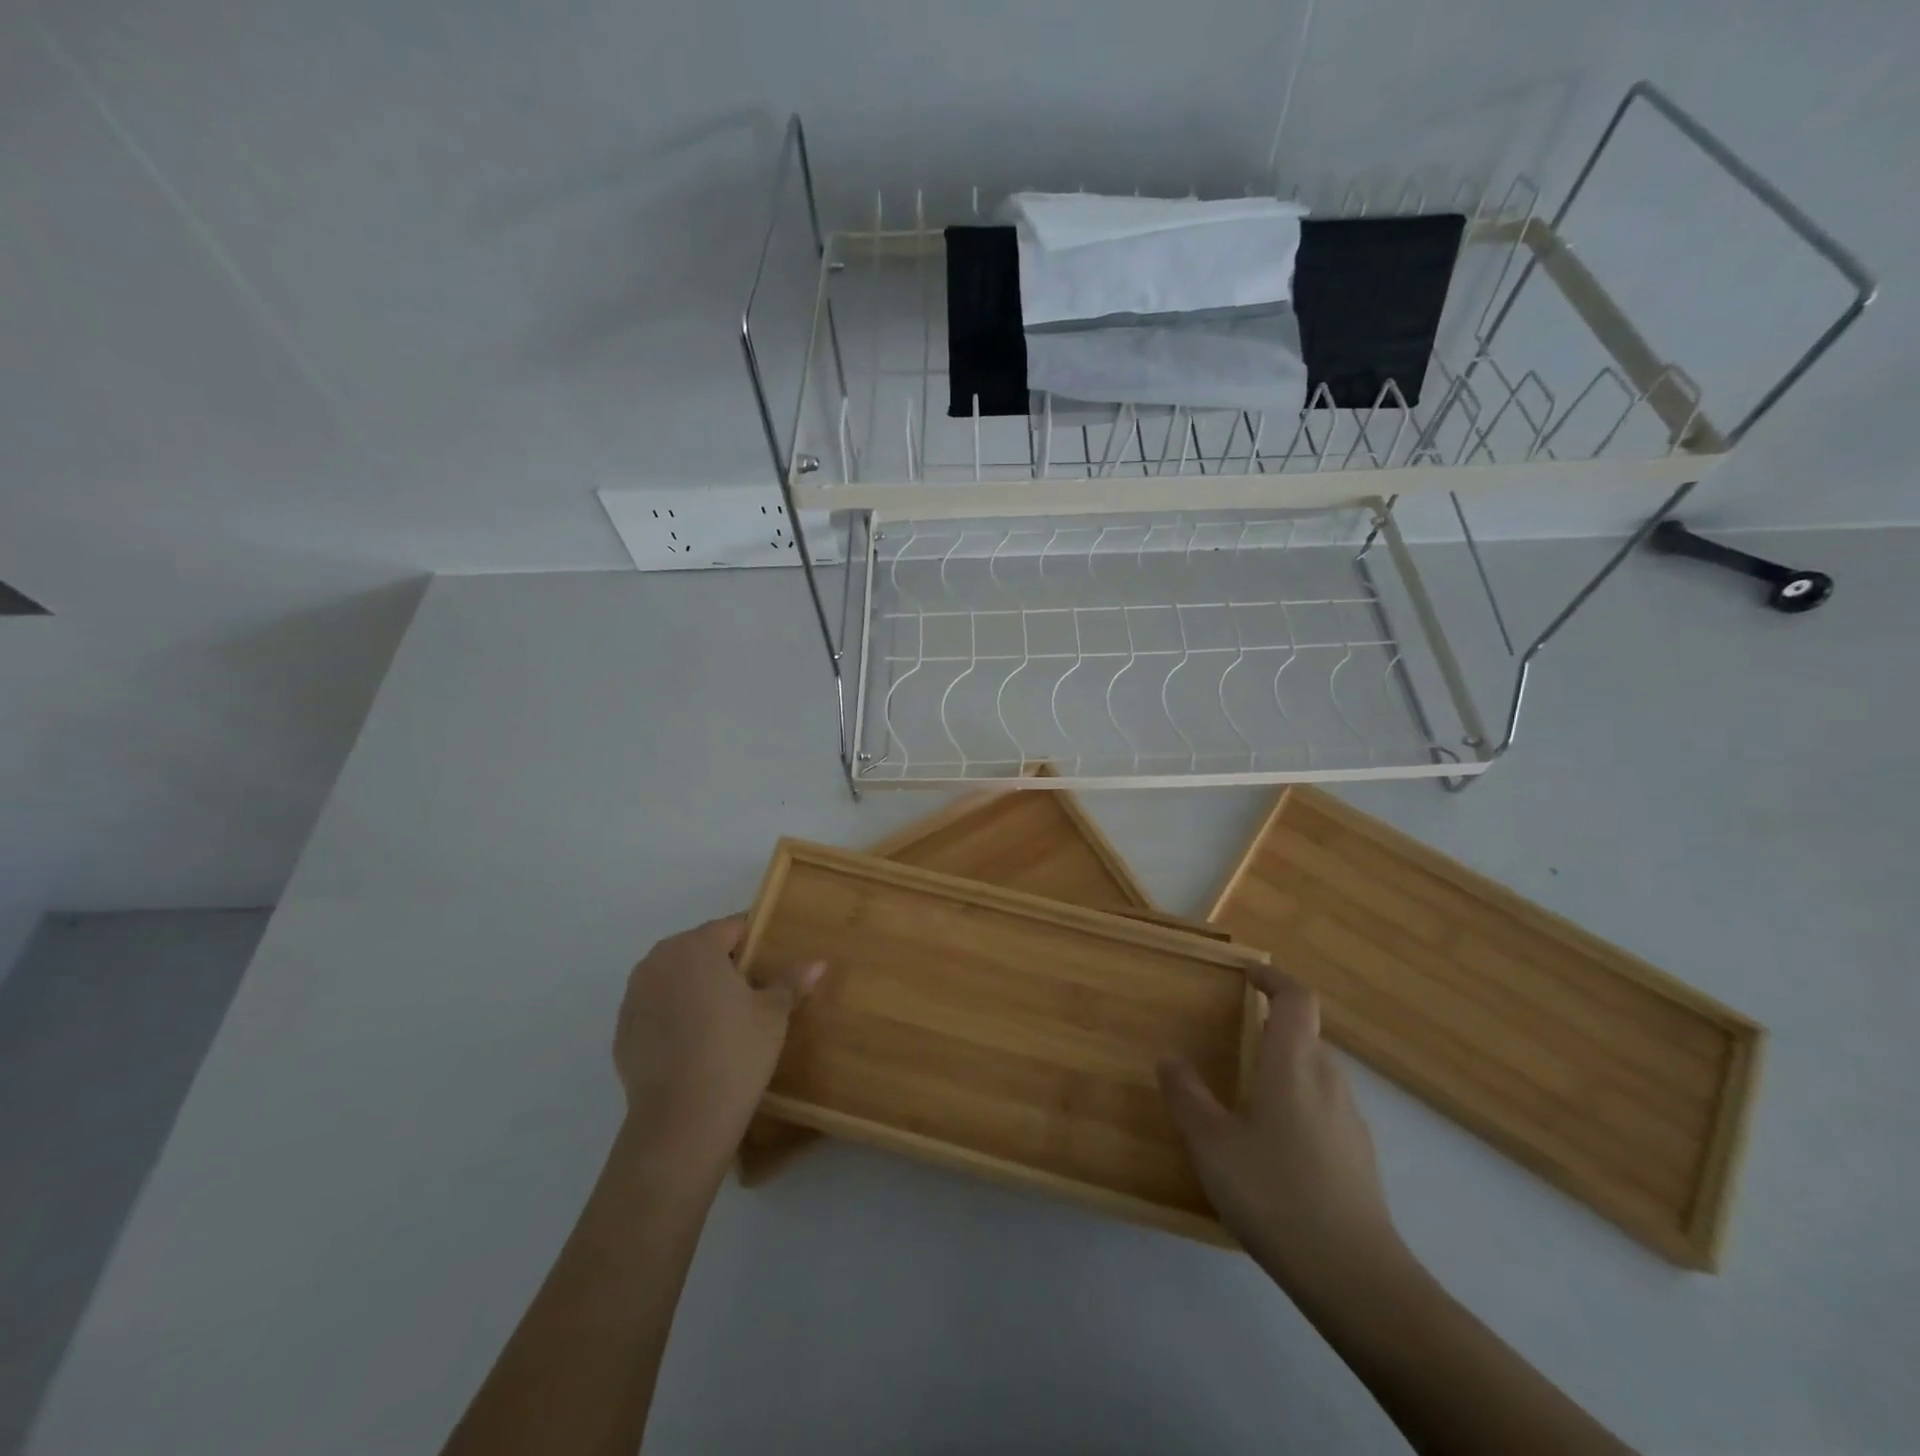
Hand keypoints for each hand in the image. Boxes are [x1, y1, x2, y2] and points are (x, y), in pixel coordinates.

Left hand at [613, 916, 824, 1172]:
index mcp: (696, 946)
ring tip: (724, 1016)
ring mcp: (634, 995)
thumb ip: (791, 980)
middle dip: (725, 963)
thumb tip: (818, 962)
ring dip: (697, 987)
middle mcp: (659, 960)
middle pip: (700, 948)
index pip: (733, 927)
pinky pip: (657, 1007)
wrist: (681, 1121)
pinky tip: (696, 1042)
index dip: (756, 940)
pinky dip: (675, 1014)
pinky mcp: (622, 1029)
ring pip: (675, 977)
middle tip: (754, 989)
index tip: (773, 959)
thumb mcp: (773, 1014)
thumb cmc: (735, 1053)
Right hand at [1159, 965, 1403, 1289]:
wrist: (1355, 1277)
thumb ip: (1187, 1095)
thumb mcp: (1212, 1144)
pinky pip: (1324, 1108)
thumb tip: (1169, 1057)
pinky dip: (1298, 1104)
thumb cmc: (1275, 1193)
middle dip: (1271, 1027)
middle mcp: (1329, 1080)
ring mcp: (1350, 1120)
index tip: (1247, 972)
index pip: (1296, 999)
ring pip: (1315, 1073)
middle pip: (1305, 1035)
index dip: (1273, 977)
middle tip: (1233, 1038)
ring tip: (1246, 1094)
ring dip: (1284, 1067)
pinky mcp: (1359, 1156)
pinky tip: (1273, 1146)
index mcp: (1294, 1064)